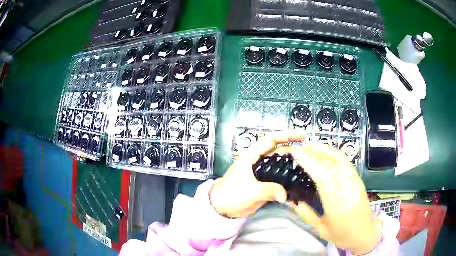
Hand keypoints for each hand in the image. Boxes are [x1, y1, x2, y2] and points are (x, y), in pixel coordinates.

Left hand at [209, 131, 304, 217]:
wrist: (221, 208)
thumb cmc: (231, 194)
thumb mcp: (250, 191)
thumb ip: (269, 190)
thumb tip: (285, 195)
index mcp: (252, 156)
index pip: (271, 140)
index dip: (286, 135)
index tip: (302, 136)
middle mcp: (258, 161)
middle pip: (279, 151)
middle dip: (294, 151)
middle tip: (309, 155)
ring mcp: (262, 173)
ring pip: (280, 165)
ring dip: (292, 165)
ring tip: (307, 167)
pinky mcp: (264, 184)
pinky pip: (279, 178)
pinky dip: (287, 178)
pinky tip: (297, 180)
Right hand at [289, 143, 381, 254]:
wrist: (365, 232)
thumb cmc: (342, 234)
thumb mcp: (320, 229)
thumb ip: (306, 213)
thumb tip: (291, 200)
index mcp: (337, 203)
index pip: (323, 176)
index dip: (309, 162)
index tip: (295, 153)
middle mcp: (348, 187)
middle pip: (331, 162)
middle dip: (314, 152)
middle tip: (298, 149)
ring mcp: (354, 180)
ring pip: (339, 157)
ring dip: (323, 149)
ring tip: (309, 147)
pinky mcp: (357, 177)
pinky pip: (344, 160)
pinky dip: (332, 153)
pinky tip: (324, 154)